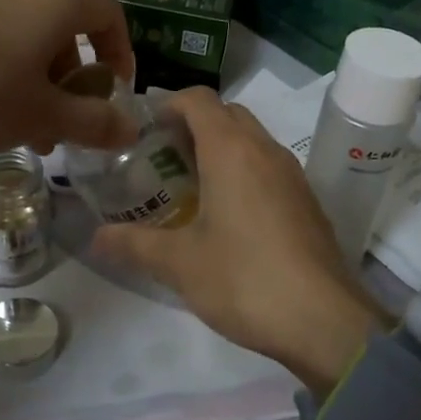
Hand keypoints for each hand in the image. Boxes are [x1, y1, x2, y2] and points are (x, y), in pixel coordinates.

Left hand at [0, 0, 138, 154]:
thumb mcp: (43, 116)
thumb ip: (94, 122)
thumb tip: (132, 130)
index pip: (110, 16)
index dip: (121, 55)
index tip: (115, 93)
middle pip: (67, 28)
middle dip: (73, 79)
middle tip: (63, 123)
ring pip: (29, 33)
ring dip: (39, 79)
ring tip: (24, 127)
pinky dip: (6, 65)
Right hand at [91, 87, 384, 389]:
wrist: (324, 321)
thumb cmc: (244, 279)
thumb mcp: (179, 263)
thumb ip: (134, 244)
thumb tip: (96, 237)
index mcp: (231, 150)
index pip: (199, 99)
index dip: (168, 104)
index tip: (144, 130)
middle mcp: (265, 150)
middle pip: (227, 114)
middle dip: (193, 125)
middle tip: (163, 159)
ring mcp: (292, 174)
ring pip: (252, 140)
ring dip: (221, 148)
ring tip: (190, 186)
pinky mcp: (307, 201)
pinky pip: (269, 167)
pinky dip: (244, 172)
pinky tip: (228, 215)